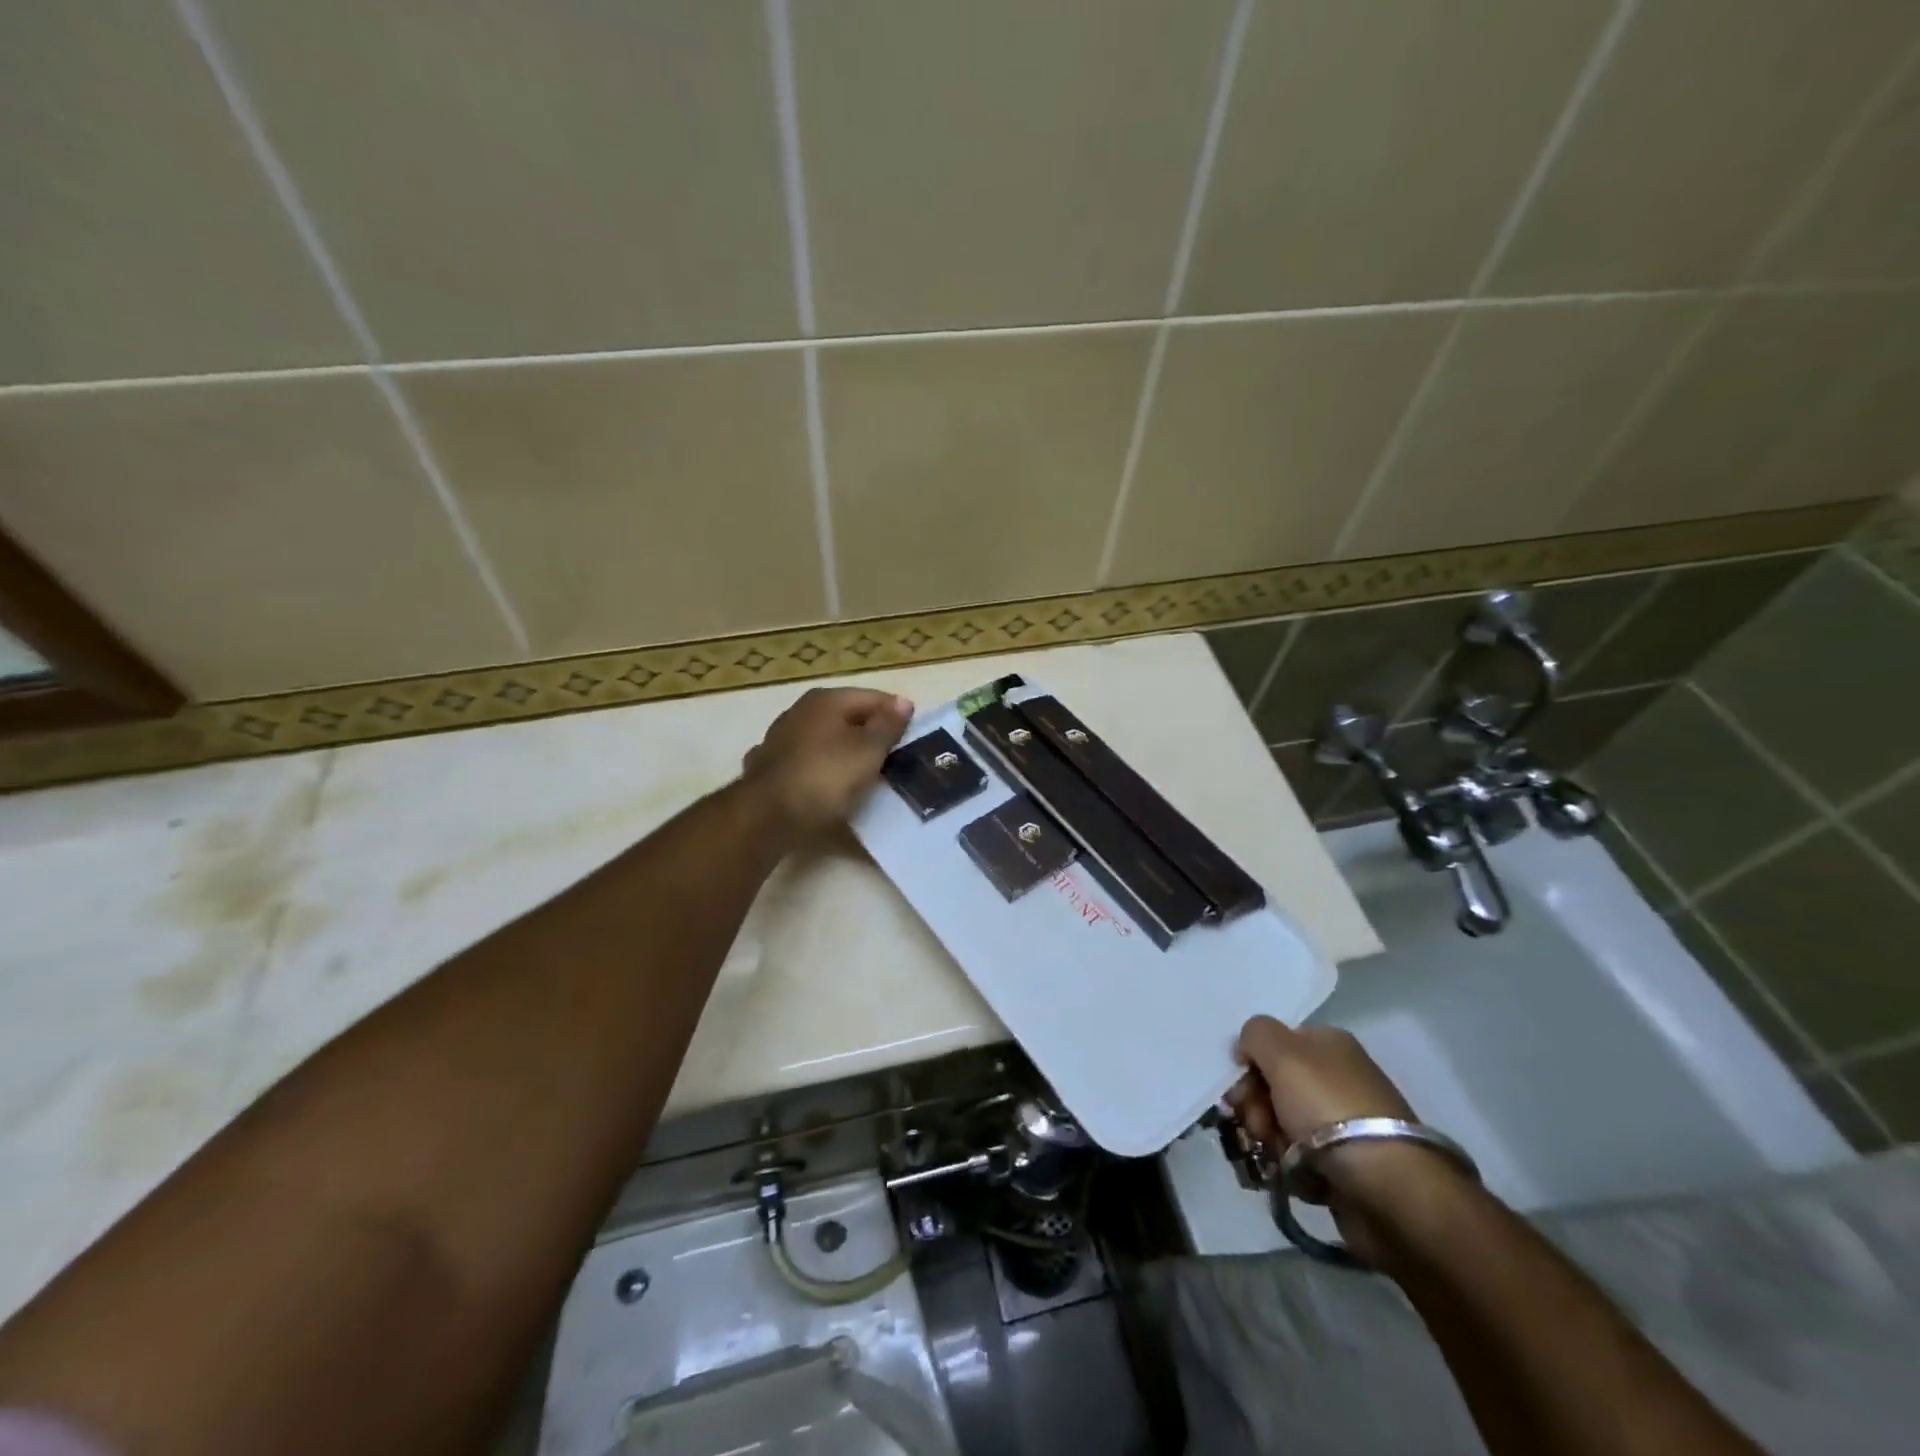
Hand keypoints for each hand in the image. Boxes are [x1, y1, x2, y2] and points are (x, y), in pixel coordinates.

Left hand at [741, 687, 913, 843]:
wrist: (766, 816)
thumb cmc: (825, 777)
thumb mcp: (868, 751)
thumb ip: (887, 725)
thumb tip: (903, 701)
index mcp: (826, 700)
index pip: (873, 698)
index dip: (896, 716)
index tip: (911, 740)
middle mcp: (800, 710)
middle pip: (847, 717)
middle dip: (869, 734)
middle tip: (892, 759)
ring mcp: (780, 737)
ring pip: (824, 739)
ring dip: (842, 751)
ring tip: (863, 774)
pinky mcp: (768, 766)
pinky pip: (806, 762)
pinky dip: (819, 768)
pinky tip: (826, 783)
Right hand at [1229, 1015, 1463, 1264]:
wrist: (1384, 1185)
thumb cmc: (1328, 1107)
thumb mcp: (1282, 1051)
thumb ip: (1255, 1033)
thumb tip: (1249, 1049)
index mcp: (1329, 1044)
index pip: (1273, 1044)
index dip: (1250, 1065)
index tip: (1239, 1089)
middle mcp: (1336, 1077)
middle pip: (1273, 1084)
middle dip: (1254, 1105)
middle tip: (1256, 1126)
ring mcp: (1342, 1123)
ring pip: (1280, 1122)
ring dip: (1267, 1137)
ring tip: (1274, 1155)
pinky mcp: (1344, 1164)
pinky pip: (1298, 1157)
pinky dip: (1287, 1164)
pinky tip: (1288, 1173)